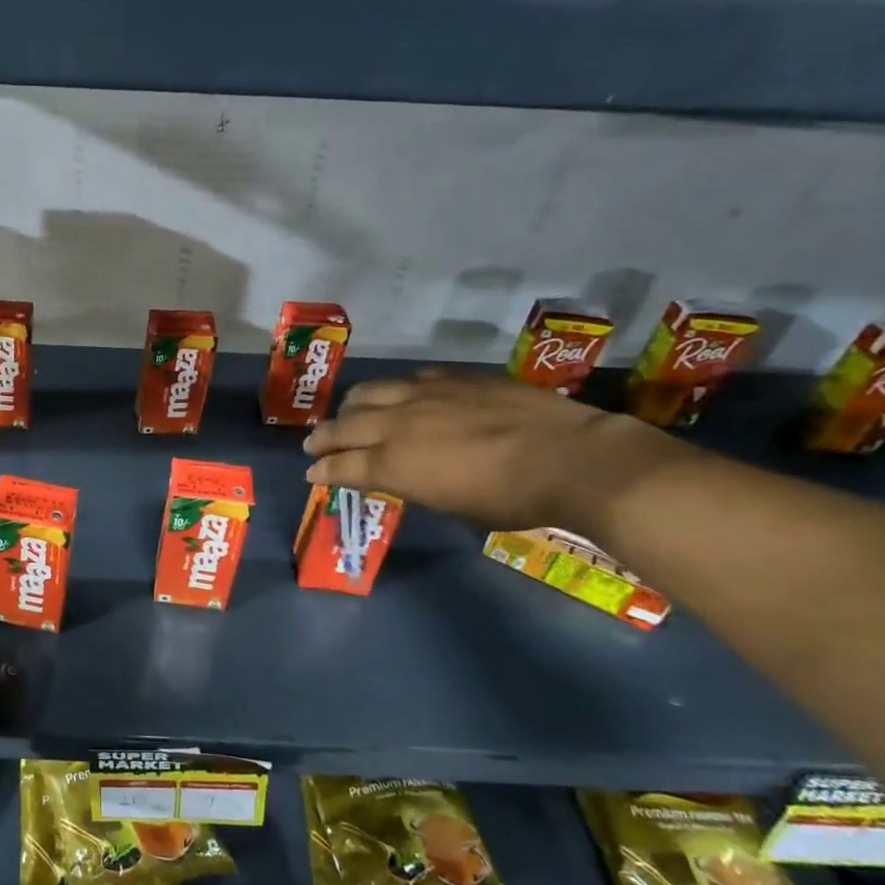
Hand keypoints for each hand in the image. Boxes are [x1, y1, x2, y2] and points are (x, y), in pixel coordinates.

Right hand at [301, 371, 679, 533]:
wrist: (572, 458)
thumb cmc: (512, 499)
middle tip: (314, 443)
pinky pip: (409, 379)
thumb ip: (415, 485)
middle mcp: (397, 425)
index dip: (322, 470)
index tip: (312, 473)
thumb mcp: (452, 506)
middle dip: (323, 437)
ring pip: (368, 392)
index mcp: (394, 464)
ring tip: (347, 413)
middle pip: (343, 426)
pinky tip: (400, 396)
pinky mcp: (453, 378)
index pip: (341, 466)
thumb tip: (401, 476)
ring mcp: (424, 395)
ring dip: (350, 406)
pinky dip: (394, 391)